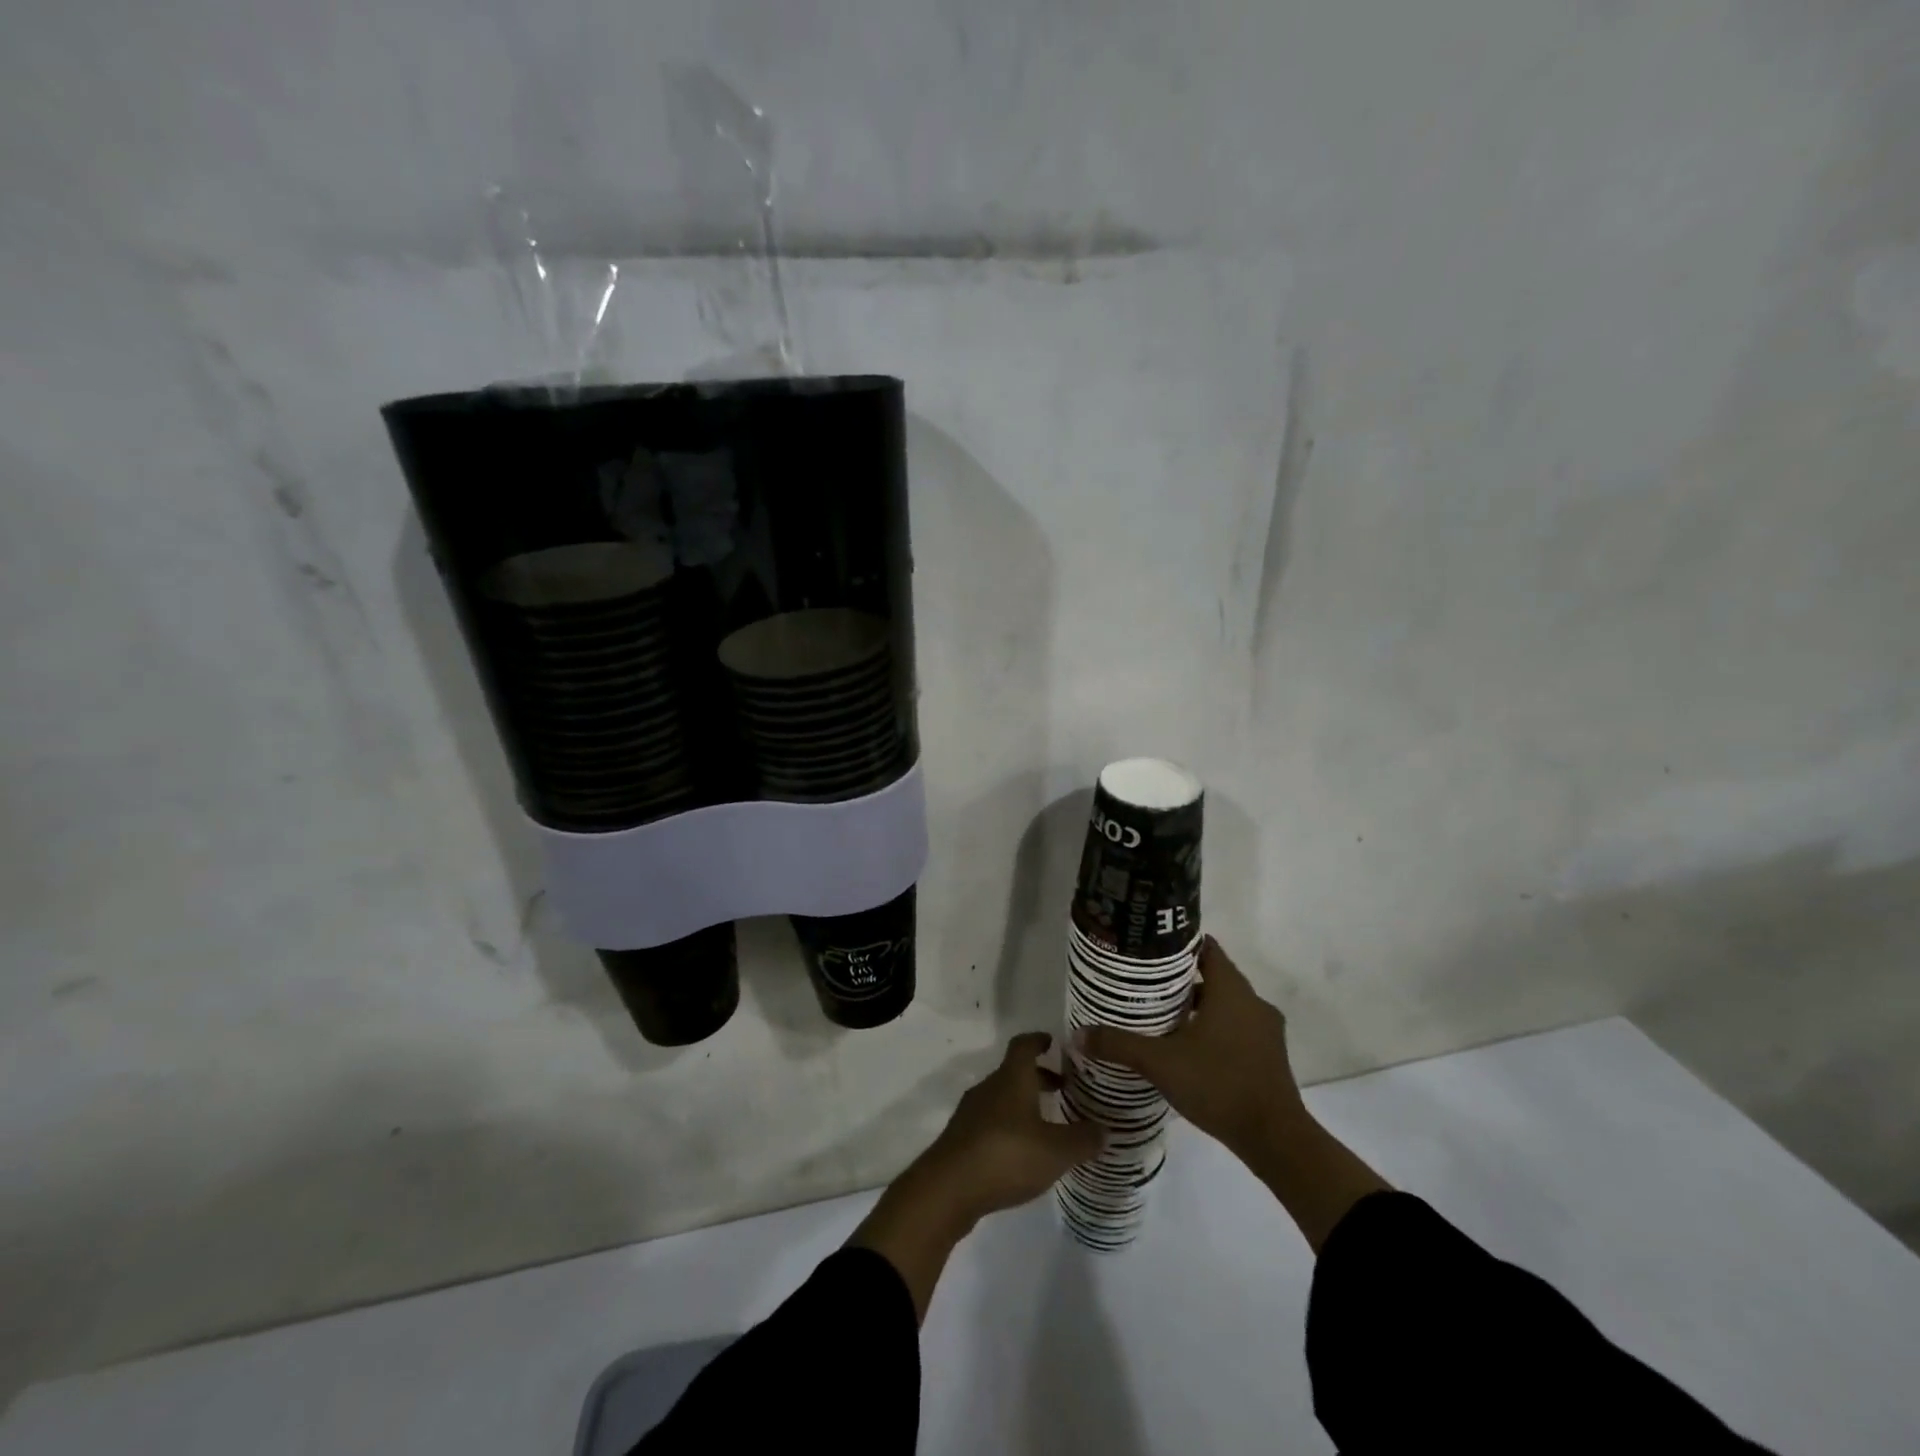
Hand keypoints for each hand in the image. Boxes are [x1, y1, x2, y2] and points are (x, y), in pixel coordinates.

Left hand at [851, 1032, 1103, 1320]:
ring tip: (1048, 1125)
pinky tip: (1023, 1152)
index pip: (1024, 1045)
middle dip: (1039, 1078)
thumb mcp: (1056, 1150)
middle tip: (1064, 1090)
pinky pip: (991, 1122)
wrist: (948, 1188)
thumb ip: (1083, 1139)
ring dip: (1024, 1104)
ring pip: (1002, 1098)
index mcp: (1012, 1078)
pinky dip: (1009, 1126)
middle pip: (1015, 1073)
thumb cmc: (1006, 1155)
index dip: (1039, 1040)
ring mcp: (971, 1113)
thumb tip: (1105, 1129)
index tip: (1054, 1043)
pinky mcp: (962, 1139)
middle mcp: (990, 1087)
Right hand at [1077, 937, 1388, 1252]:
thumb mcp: (1160, 1062)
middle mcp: (1252, 1002)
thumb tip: (1077, 1035)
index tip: (1149, 948)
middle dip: (1181, 978)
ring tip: (1161, 1015)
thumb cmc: (1218, 1084)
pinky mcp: (1270, 1055)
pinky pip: (1237, 1028)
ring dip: (1198, 1006)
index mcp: (1231, 990)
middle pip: (1214, 976)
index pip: (1206, 948)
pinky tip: (1189, 1047)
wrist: (1275, 1139)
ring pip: (1226, 1005)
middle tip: (1145, 984)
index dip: (1178, 944)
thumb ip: (1118, 1045)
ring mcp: (1265, 1030)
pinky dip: (1214, 1029)